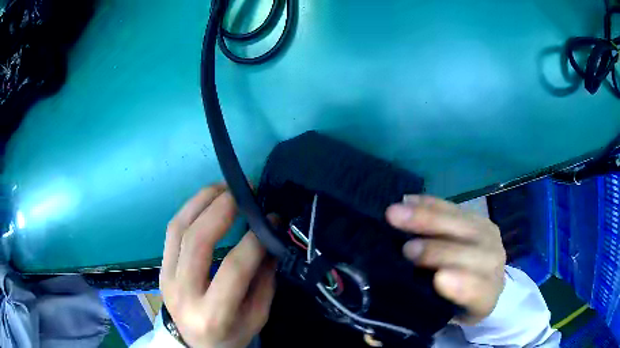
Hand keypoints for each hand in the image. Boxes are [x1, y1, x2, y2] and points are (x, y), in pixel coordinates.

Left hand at [160, 185, 276, 347]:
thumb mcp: (257, 317)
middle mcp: (184, 294)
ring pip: (178, 229)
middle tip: (244, 190)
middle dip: (222, 208)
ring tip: (224, 186)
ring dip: (202, 201)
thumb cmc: (230, 335)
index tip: (272, 219)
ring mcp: (166, 278)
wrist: (193, 344)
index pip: (234, 268)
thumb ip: (264, 280)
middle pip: (197, 241)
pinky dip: (189, 209)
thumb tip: (271, 240)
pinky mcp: (160, 268)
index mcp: (213, 314)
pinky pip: (171, 231)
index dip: (255, 239)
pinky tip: (206, 200)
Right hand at [386, 195, 505, 324]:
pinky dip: (429, 205)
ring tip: (395, 214)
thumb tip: (405, 291)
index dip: (463, 286)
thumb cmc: (455, 304)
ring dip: (427, 219)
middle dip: (437, 250)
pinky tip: (409, 201)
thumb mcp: (445, 317)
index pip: (479, 292)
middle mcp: (493, 264)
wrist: (479, 279)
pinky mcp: (478, 217)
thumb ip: (432, 309)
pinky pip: (453, 207)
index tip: (439, 278)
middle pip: (469, 254)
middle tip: (405, 249)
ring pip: (459, 224)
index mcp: (486, 297)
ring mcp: (488, 236)